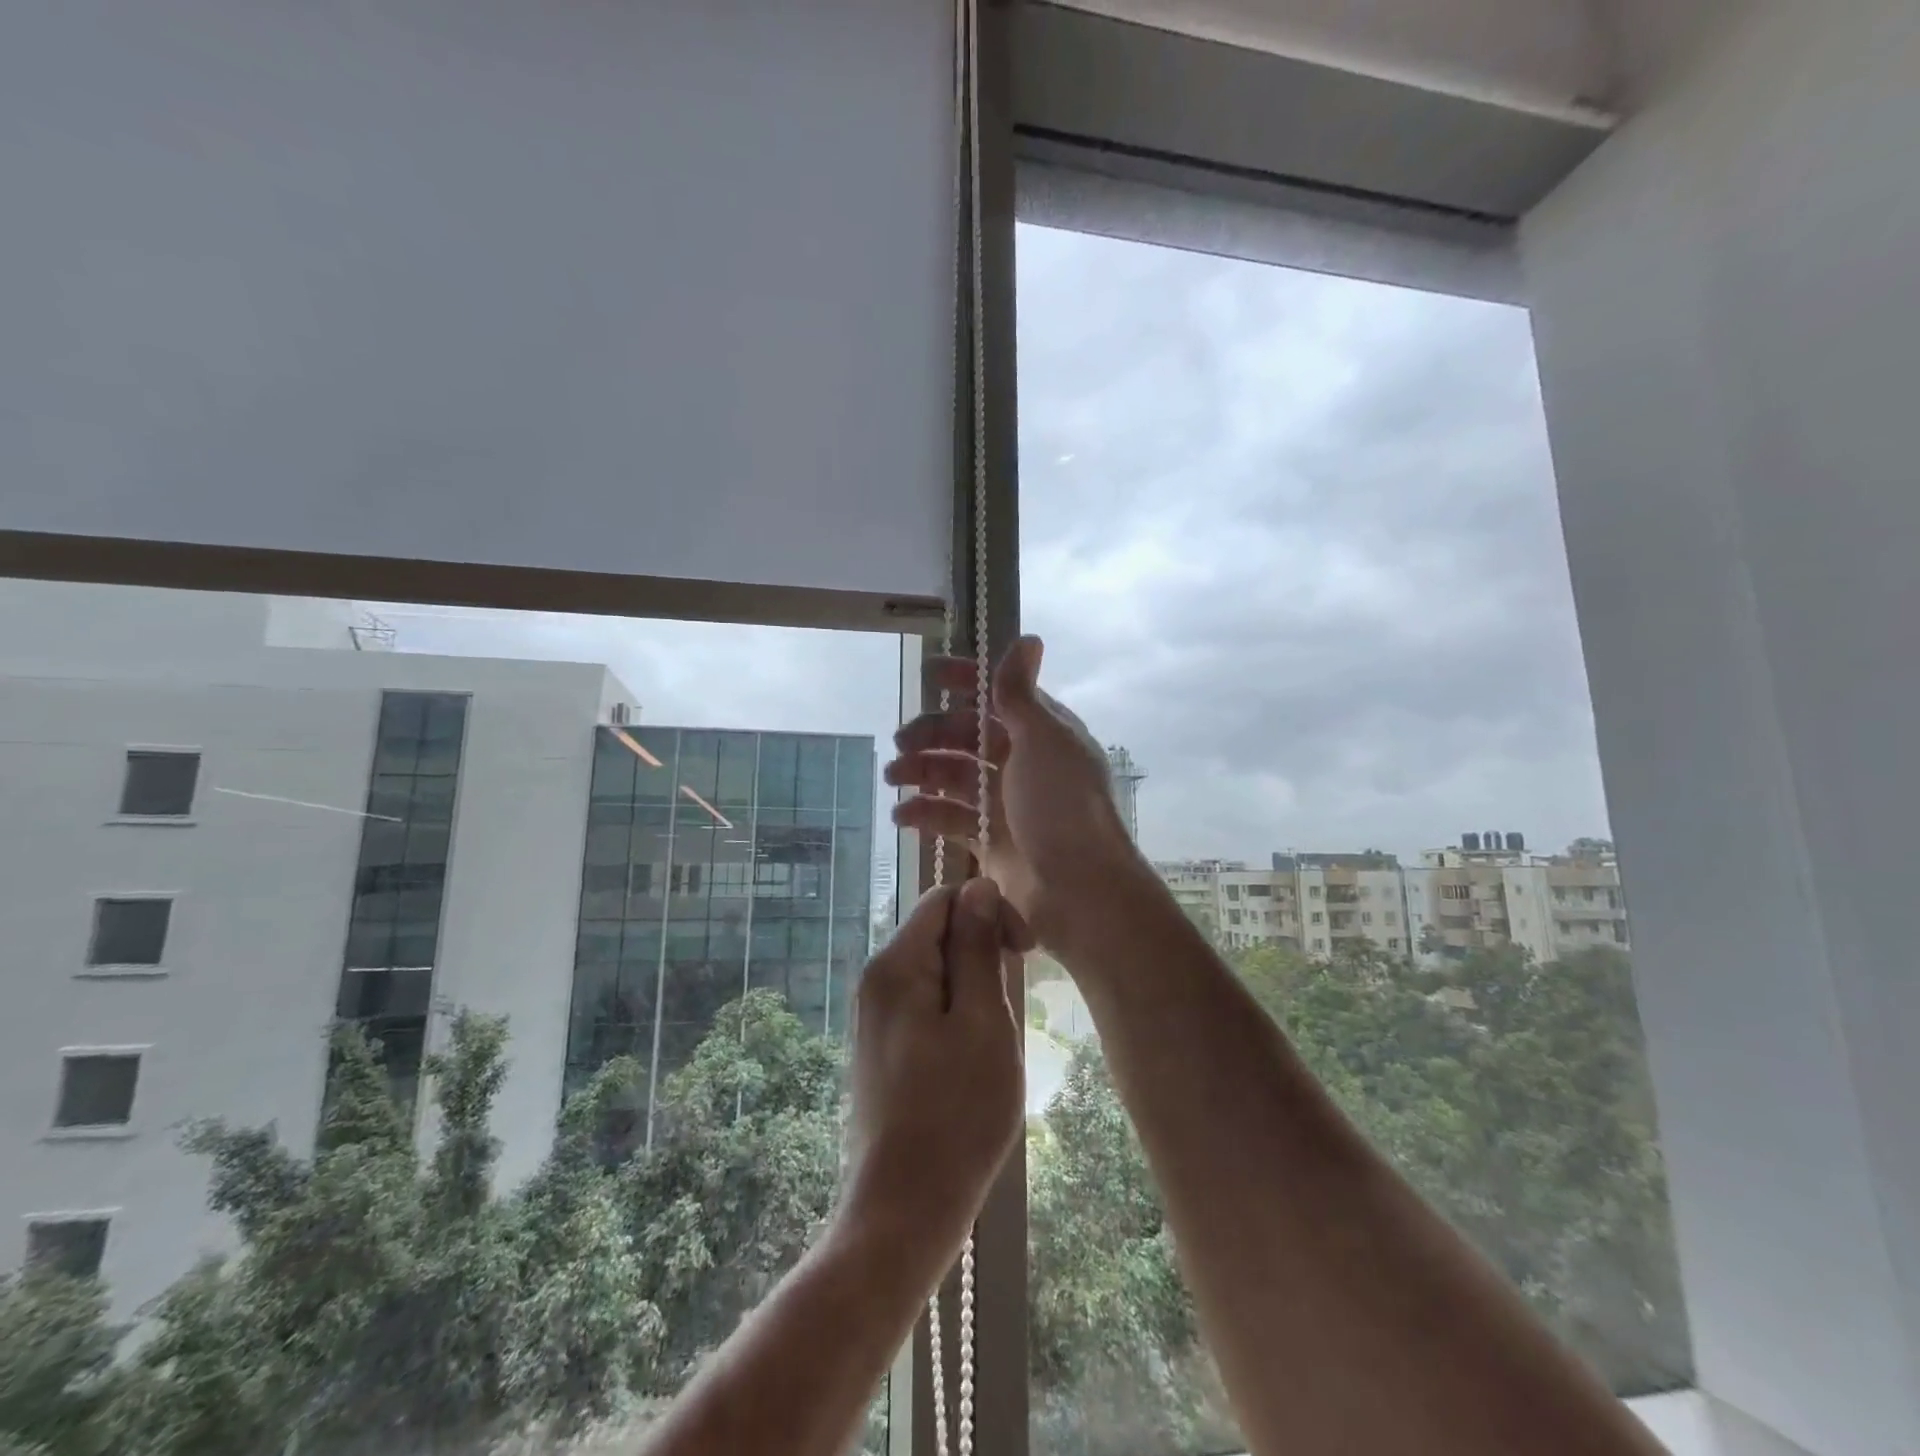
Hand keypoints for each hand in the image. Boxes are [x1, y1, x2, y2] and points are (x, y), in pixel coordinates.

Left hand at [841, 879, 1027, 1259]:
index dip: (989, 911)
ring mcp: (874, 1015)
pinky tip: (973, 1054)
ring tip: (996, 1034)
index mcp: (897, 964)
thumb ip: (977, 948)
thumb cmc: (956, 1113)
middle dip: (981, 949)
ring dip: (972, 984)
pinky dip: (954, 1010)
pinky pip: (923, 1002)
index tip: (1025, 953)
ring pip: (934, 969)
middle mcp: (876, 979)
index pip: (945, 898)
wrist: (904, 1208)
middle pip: (936, 931)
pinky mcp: (880, 1046)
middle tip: (1013, 999)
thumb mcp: (982, 1022)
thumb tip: (979, 886)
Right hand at [887, 636, 1142, 949]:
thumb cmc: (1061, 806)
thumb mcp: (1043, 740)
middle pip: (968, 737)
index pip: (998, 696)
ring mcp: (1006, 804)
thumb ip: (1022, 693)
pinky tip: (901, 814)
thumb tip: (1028, 638)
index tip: (929, 675)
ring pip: (954, 777)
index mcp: (1041, 733)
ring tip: (893, 776)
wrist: (1078, 891)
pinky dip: (925, 813)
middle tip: (900, 741)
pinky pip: (950, 819)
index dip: (966, 682)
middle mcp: (1023, 764)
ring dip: (922, 771)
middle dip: (933, 733)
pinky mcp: (990, 842)